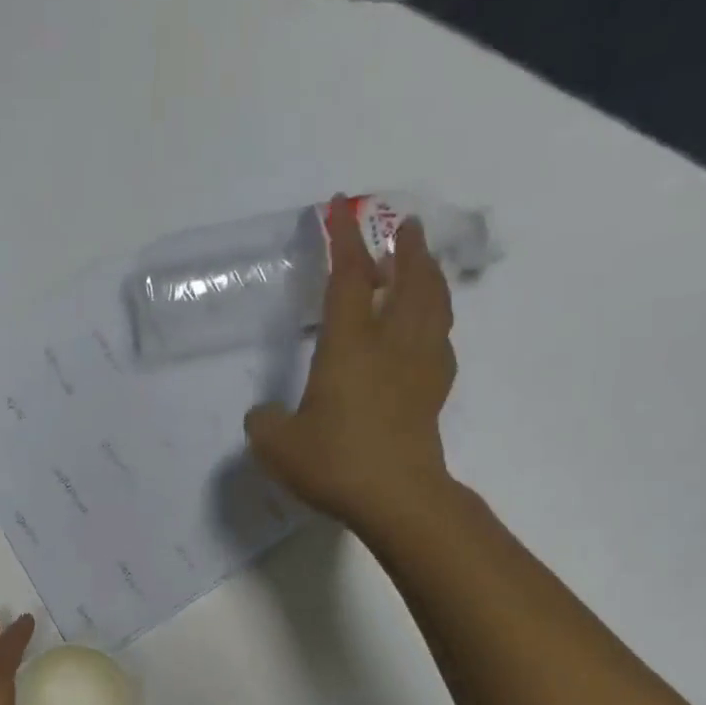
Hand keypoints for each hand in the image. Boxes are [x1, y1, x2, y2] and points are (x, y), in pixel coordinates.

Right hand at [244, 195, 459, 532]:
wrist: (395, 497)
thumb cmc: (334, 462)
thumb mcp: (276, 445)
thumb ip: (264, 423)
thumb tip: (265, 414)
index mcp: (349, 345)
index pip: (348, 278)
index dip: (344, 240)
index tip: (340, 207)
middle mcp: (390, 344)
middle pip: (409, 281)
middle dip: (406, 249)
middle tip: (406, 227)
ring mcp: (418, 368)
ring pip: (434, 306)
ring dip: (429, 278)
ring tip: (425, 265)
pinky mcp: (433, 395)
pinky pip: (441, 343)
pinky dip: (437, 324)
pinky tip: (431, 331)